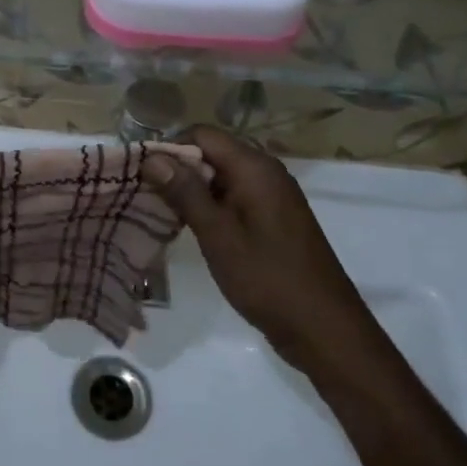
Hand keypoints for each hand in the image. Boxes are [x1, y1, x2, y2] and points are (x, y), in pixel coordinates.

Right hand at [143, 126, 381, 382]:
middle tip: (146, 195)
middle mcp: (266, 173)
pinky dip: (210, 206)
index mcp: (255, 168)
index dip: (169, 148)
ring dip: (191, 190)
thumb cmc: (268, 279)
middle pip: (212, 153)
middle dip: (178, 169)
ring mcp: (272, 196)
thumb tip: (152, 156)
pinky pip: (234, 197)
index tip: (142, 174)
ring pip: (221, 177)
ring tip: (161, 213)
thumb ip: (185, 192)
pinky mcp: (273, 219)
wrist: (324, 330)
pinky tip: (191, 228)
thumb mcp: (218, 235)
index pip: (202, 135)